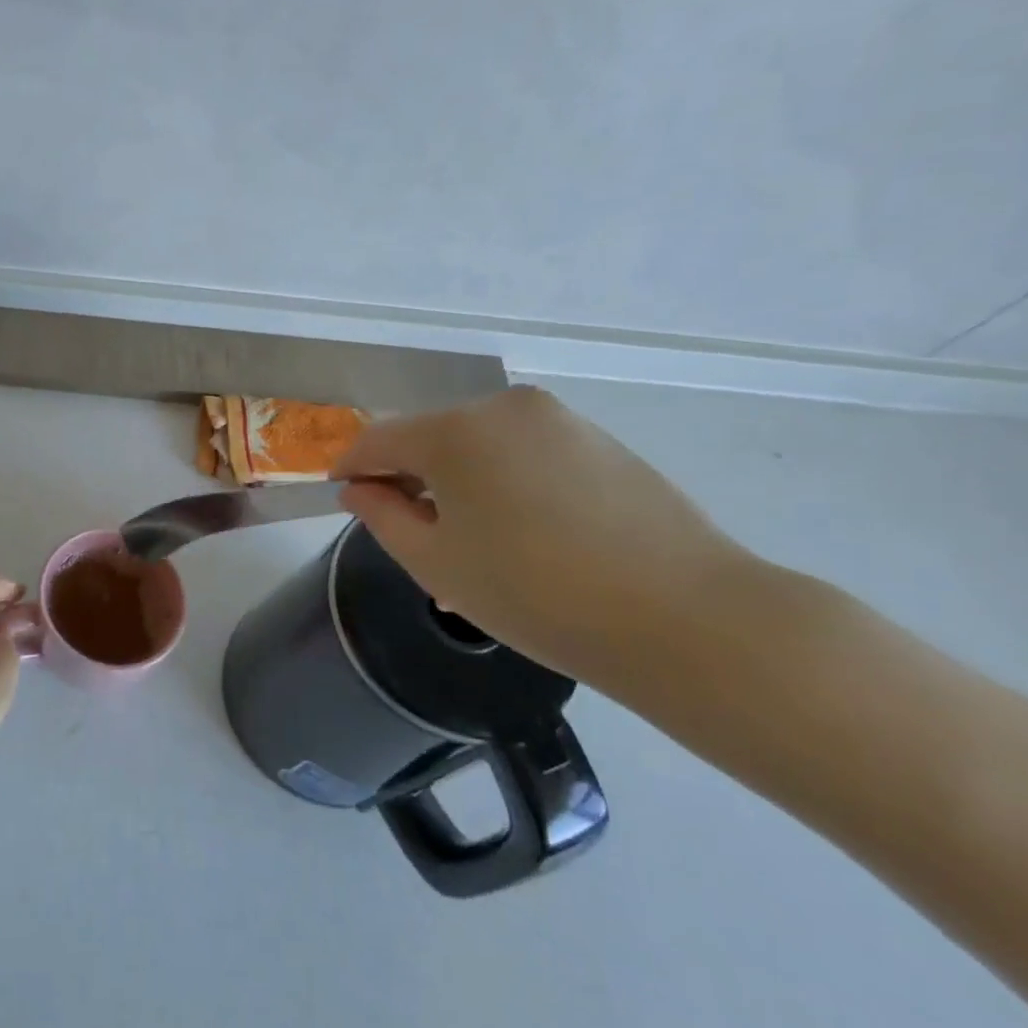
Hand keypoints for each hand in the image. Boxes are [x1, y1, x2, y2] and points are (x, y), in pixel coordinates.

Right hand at [333, 386, 754, 685]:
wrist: (686, 618)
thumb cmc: (534, 593)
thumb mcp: (434, 562)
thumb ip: (381, 516)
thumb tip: (359, 489)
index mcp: (455, 432)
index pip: (378, 439)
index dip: (351, 467)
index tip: (341, 494)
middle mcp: (504, 408)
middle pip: (431, 439)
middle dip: (409, 480)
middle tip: (410, 536)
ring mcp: (560, 421)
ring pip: (481, 448)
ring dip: (459, 486)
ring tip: (471, 547)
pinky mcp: (601, 442)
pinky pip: (526, 455)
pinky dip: (505, 485)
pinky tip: (522, 537)